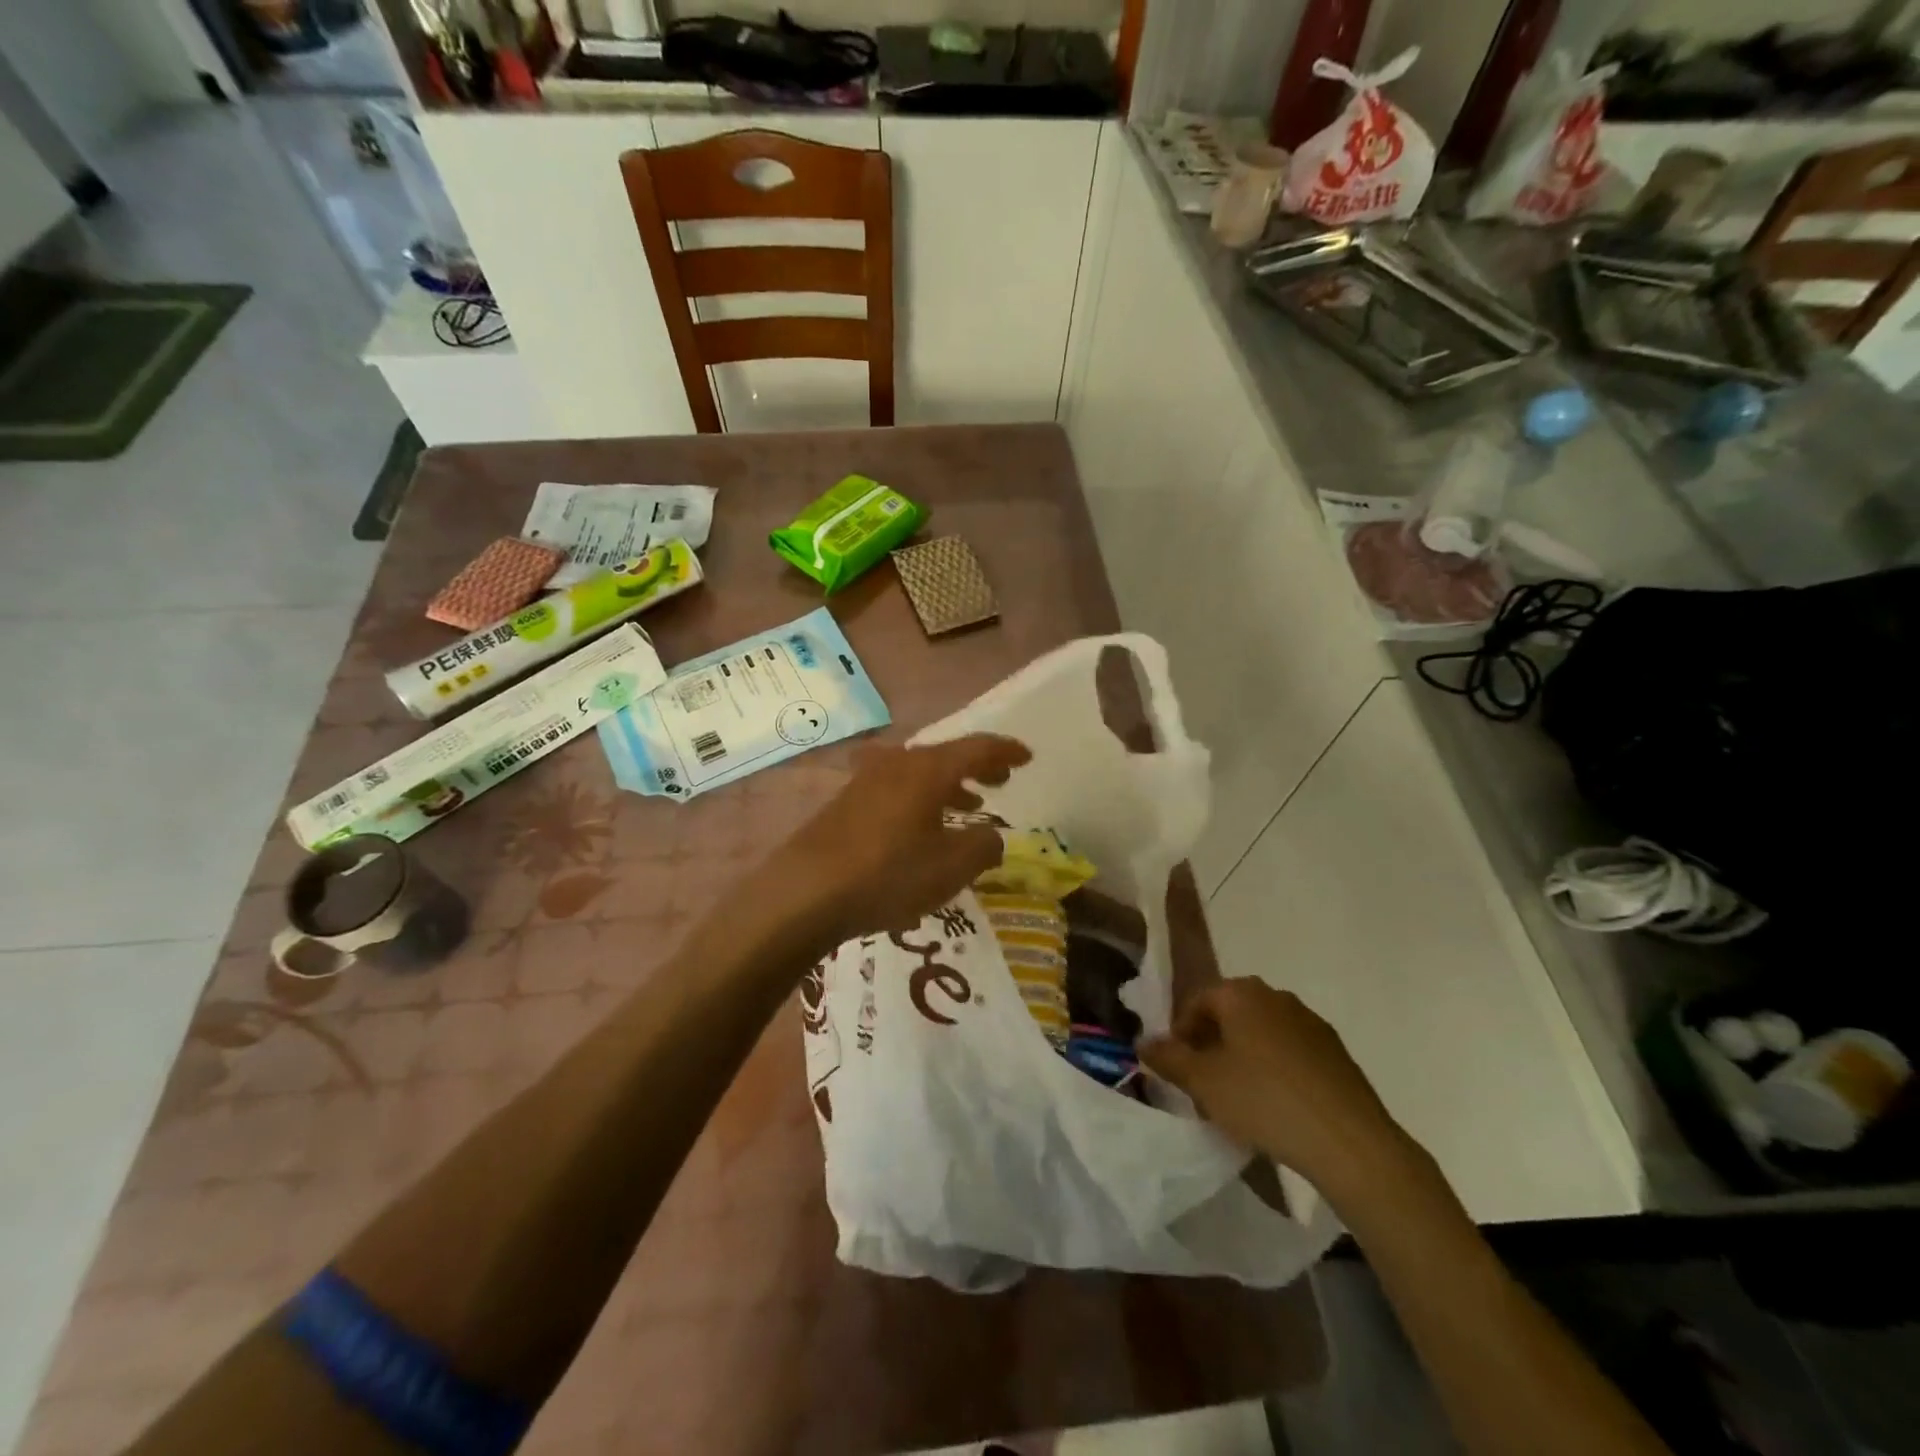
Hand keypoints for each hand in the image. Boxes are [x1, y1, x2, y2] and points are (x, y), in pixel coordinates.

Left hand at [760, 735, 1030, 946]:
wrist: (805, 891)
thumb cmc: (888, 874)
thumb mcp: (951, 867)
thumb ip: (984, 846)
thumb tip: (991, 836)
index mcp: (928, 769)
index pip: (976, 748)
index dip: (1005, 752)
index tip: (1027, 757)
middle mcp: (897, 765)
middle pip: (945, 757)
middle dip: (977, 769)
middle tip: (1000, 782)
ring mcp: (866, 782)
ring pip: (919, 775)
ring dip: (948, 788)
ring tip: (969, 808)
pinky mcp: (846, 805)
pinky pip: (897, 792)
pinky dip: (921, 803)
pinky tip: (922, 833)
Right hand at [1141, 979, 1417, 1205]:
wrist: (1350, 1143)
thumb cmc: (1264, 1101)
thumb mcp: (1203, 1082)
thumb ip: (1168, 1058)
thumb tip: (1143, 1041)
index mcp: (1242, 993)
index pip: (1198, 1001)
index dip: (1181, 1033)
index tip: (1178, 1068)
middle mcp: (1277, 996)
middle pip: (1230, 1014)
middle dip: (1212, 1044)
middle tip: (1203, 1084)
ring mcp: (1311, 1023)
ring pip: (1261, 1033)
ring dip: (1243, 1057)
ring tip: (1238, 1099)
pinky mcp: (1336, 1053)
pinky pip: (1291, 1052)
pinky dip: (1275, 1070)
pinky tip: (1275, 1107)